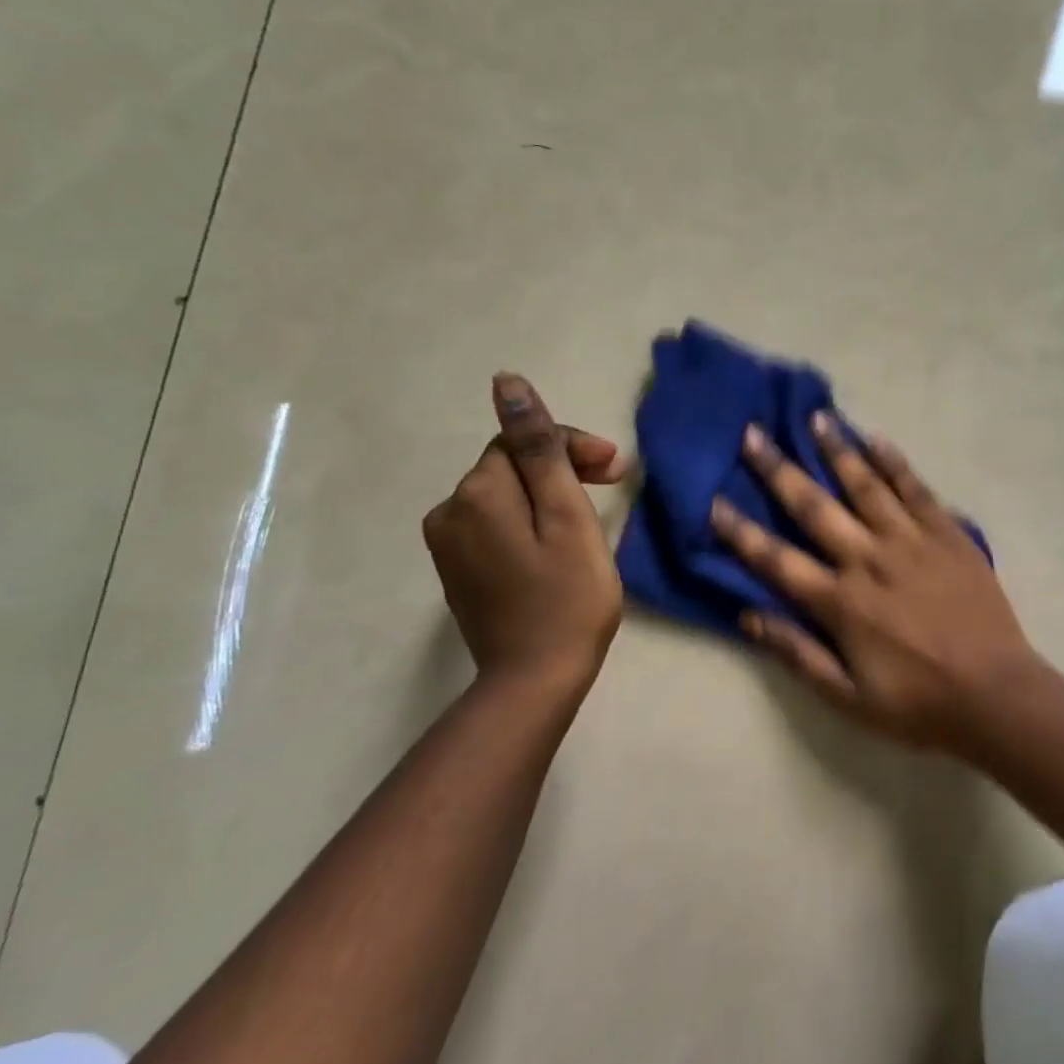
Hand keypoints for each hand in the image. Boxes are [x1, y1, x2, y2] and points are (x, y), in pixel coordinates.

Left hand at [422, 373, 624, 694]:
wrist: (535, 680)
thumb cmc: (568, 596)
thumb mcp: (566, 515)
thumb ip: (539, 448)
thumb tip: (506, 382)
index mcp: (477, 493)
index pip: (522, 441)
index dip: (571, 446)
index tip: (616, 469)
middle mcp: (449, 511)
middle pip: (512, 467)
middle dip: (560, 468)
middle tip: (613, 485)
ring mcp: (448, 544)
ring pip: (505, 496)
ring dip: (547, 495)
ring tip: (589, 517)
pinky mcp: (457, 570)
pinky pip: (495, 525)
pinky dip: (528, 522)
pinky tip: (557, 543)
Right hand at [709, 415, 1041, 751]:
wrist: (996, 695)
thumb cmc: (918, 703)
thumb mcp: (848, 698)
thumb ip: (798, 655)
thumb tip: (748, 617)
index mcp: (841, 602)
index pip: (777, 560)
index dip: (740, 532)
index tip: (714, 501)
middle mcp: (870, 560)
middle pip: (815, 507)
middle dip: (779, 470)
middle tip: (753, 434)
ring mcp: (912, 542)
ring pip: (866, 486)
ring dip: (838, 450)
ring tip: (816, 417)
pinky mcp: (948, 535)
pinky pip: (917, 490)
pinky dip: (895, 464)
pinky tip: (877, 440)